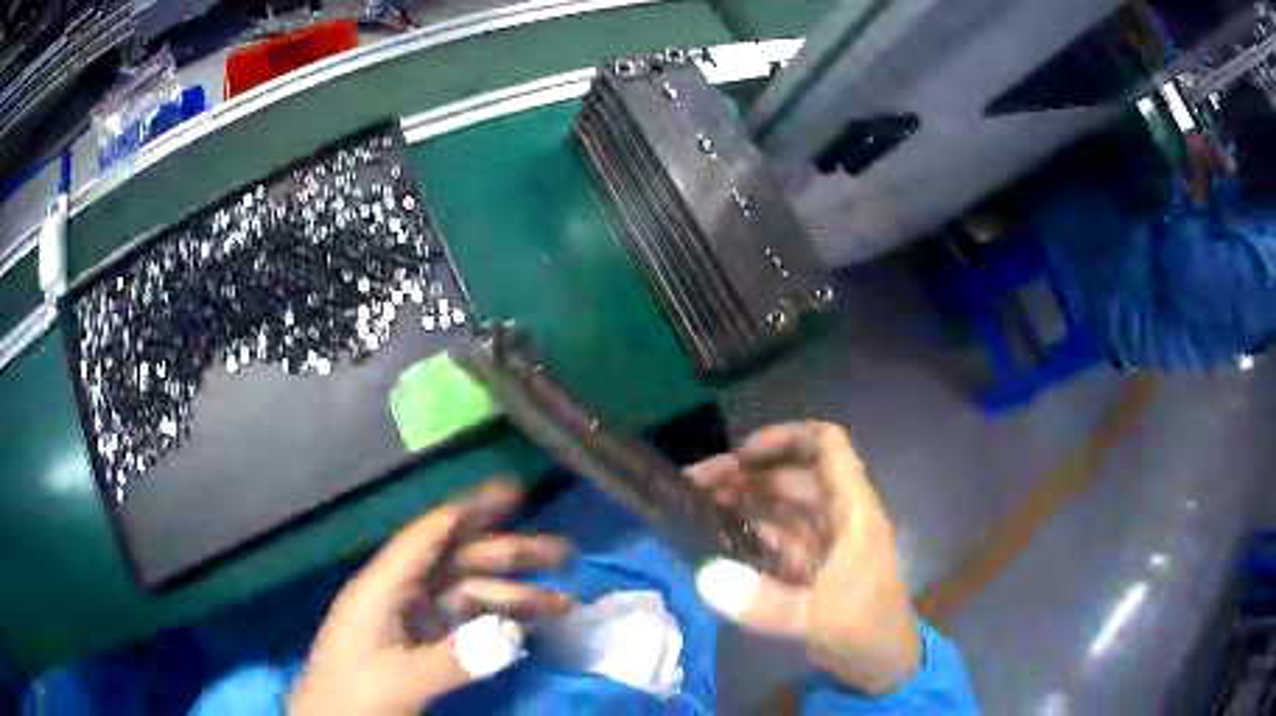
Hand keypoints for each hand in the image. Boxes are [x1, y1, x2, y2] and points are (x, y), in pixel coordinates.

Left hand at [290, 481, 573, 715]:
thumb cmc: (354, 697)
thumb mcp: (400, 681)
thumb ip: (453, 659)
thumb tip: (512, 634)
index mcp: (383, 587)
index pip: (430, 535)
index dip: (471, 509)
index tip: (515, 491)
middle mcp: (399, 593)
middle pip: (459, 562)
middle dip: (510, 554)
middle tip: (564, 552)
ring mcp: (410, 619)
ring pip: (468, 595)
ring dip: (513, 596)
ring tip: (563, 605)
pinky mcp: (419, 643)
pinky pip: (465, 623)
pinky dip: (498, 622)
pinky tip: (528, 628)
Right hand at [687, 421, 919, 693]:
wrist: (882, 669)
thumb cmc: (866, 633)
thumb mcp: (819, 618)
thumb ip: (764, 601)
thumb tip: (704, 575)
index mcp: (853, 512)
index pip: (827, 447)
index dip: (785, 438)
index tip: (740, 455)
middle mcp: (837, 518)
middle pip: (791, 476)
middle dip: (745, 474)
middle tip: (693, 486)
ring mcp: (822, 543)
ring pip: (779, 506)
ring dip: (741, 501)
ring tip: (693, 507)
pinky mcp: (809, 568)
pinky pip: (774, 538)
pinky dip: (746, 532)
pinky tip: (713, 538)